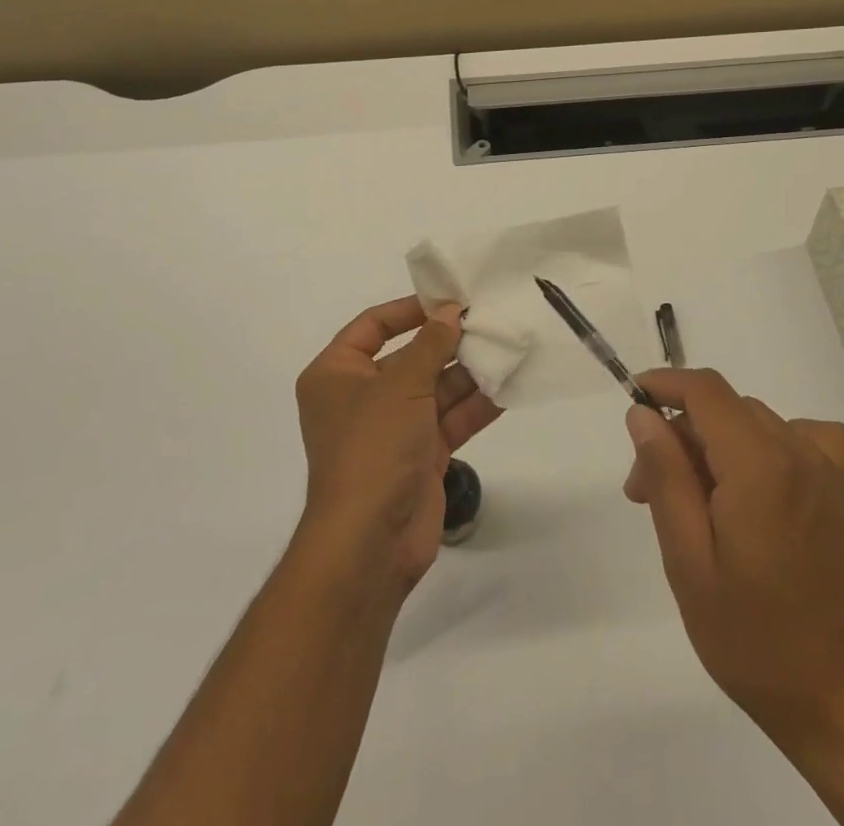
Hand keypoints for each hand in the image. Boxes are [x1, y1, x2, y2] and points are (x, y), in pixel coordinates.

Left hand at [294, 297, 501, 592]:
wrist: (370, 543)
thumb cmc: (373, 447)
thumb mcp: (401, 384)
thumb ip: (431, 344)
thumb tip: (450, 312)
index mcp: (336, 374)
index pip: (372, 326)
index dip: (410, 310)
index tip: (449, 300)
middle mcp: (361, 398)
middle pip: (409, 357)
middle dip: (448, 343)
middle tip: (489, 322)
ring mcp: (392, 429)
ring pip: (434, 389)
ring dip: (468, 373)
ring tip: (506, 348)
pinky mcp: (419, 457)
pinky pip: (449, 420)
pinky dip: (475, 406)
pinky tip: (507, 387)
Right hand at [625, 372, 843, 822]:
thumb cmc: (755, 639)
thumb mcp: (689, 561)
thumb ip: (665, 476)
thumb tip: (642, 414)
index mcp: (759, 464)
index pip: (704, 389)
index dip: (663, 384)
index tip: (631, 407)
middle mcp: (797, 452)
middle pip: (723, 408)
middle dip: (678, 435)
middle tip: (646, 494)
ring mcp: (826, 471)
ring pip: (754, 421)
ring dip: (713, 444)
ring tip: (692, 503)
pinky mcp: (840, 494)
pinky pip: (801, 436)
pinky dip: (768, 441)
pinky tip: (758, 479)